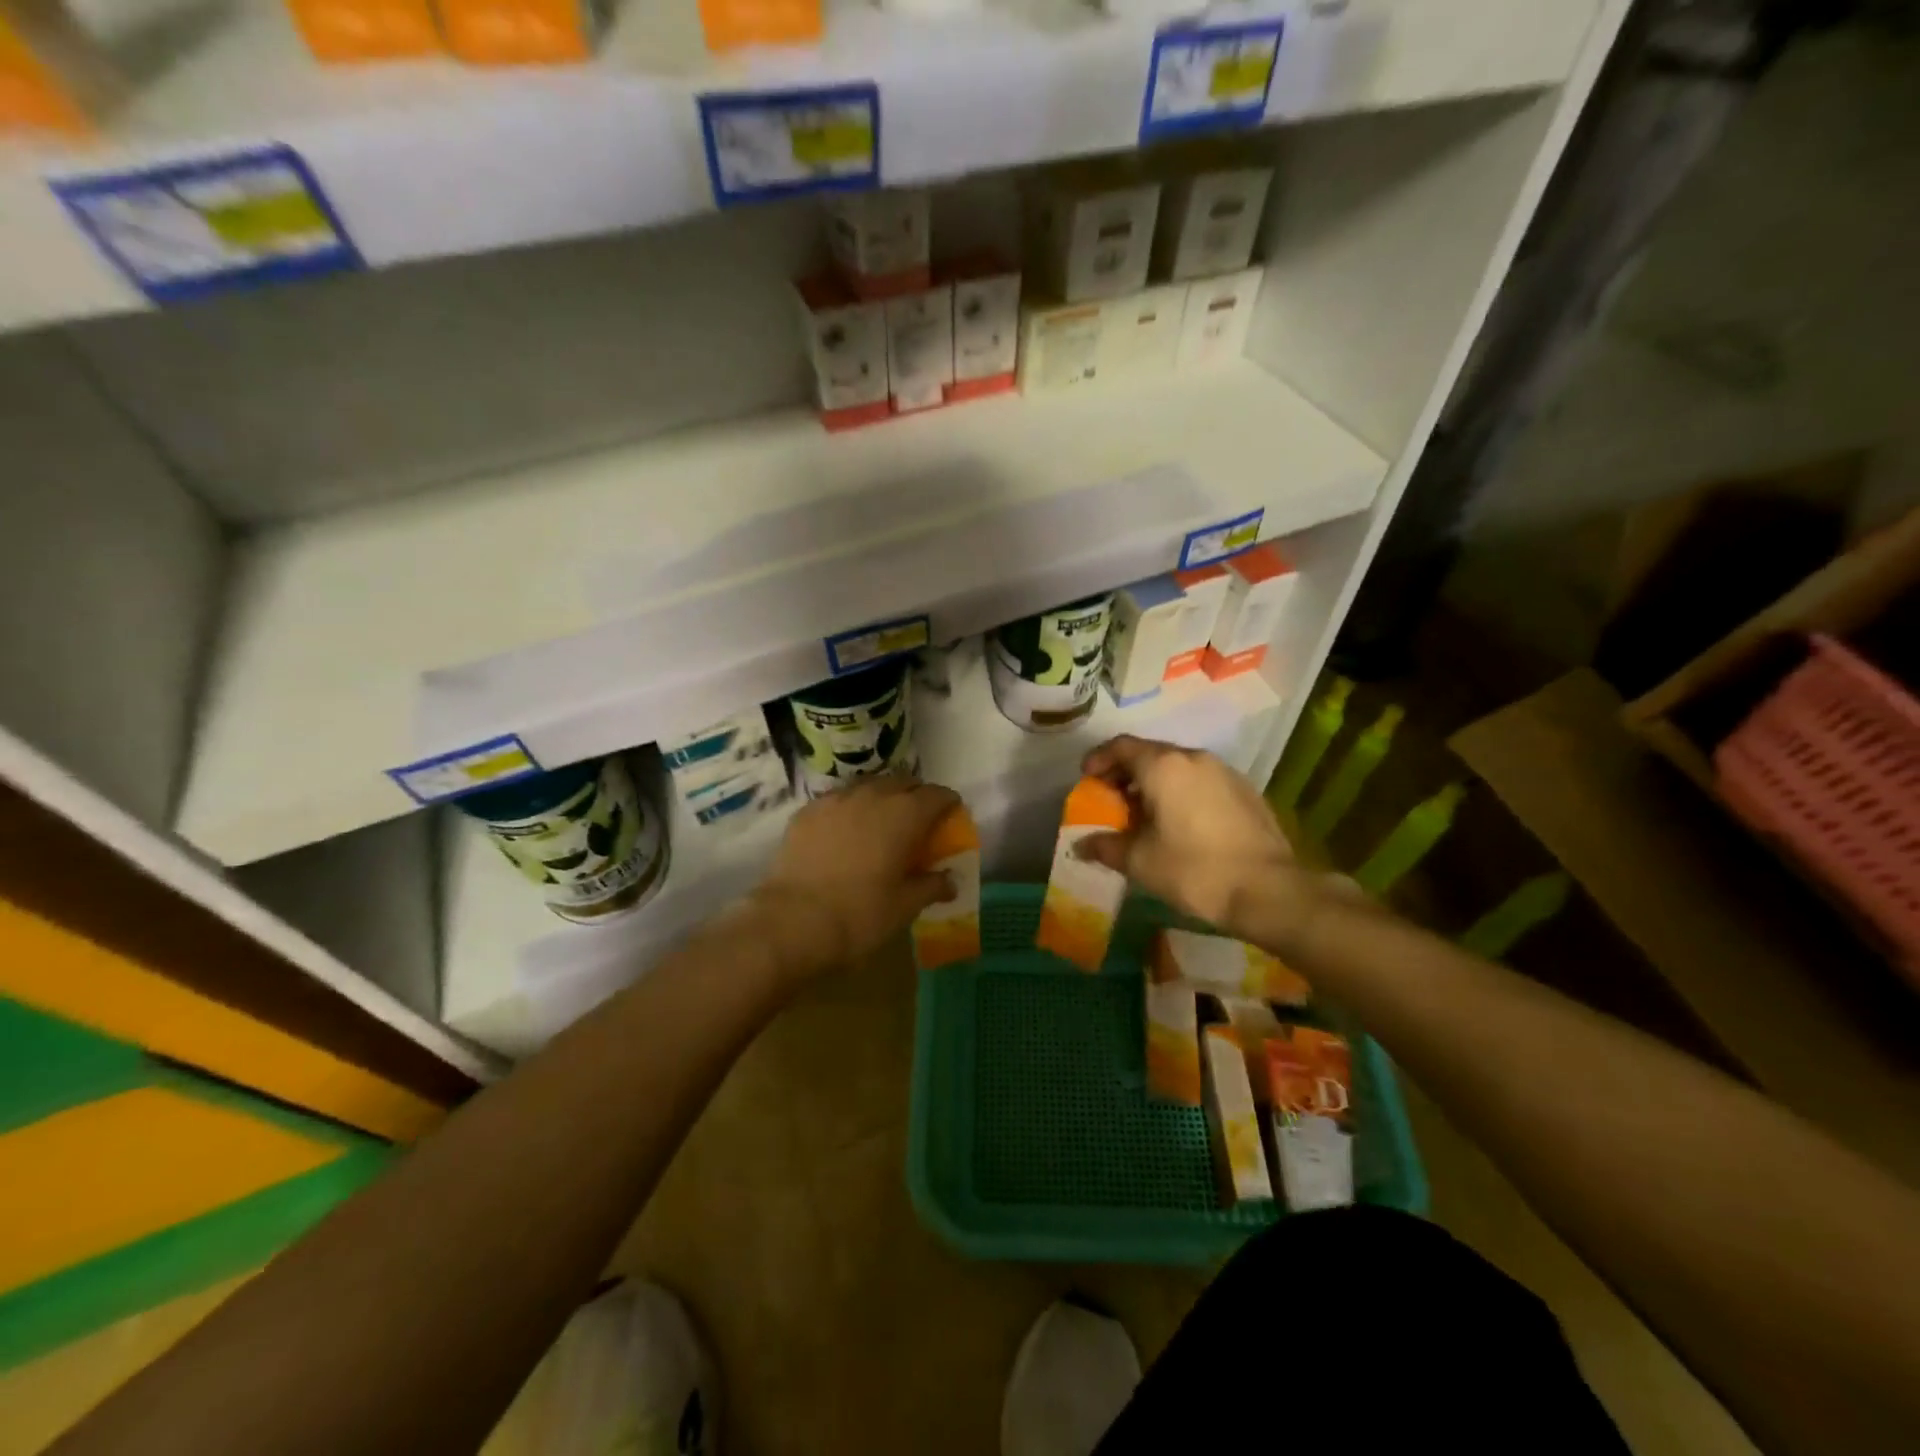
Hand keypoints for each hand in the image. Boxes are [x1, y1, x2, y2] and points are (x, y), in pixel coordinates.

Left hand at [749, 774, 959, 980]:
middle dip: (915, 795)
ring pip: (868, 786)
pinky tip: (845, 831)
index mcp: (904, 815)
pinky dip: (849, 809)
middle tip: (918, 820)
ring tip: (881, 820)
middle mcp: (872, 796)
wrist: (792, 921)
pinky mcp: (807, 811)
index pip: (937, 795)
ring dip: (881, 797)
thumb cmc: (860, 914)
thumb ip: (931, 886)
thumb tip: (950, 880)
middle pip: (903, 782)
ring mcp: (836, 800)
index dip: (948, 803)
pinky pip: (837, 800)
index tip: (951, 816)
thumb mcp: (904, 906)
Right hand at [1078, 736, 1319, 942]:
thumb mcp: (1140, 862)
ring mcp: (1224, 772)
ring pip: (1178, 767)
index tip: (1086, 778)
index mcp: (1163, 766)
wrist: (1269, 890)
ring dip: (1155, 783)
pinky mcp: (1246, 790)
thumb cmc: (1195, 870)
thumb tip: (1081, 845)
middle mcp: (1194, 758)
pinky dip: (1181, 792)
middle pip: (1150, 753)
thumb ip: (1106, 847)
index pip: (1121, 746)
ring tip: (1144, 814)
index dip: (1098, 759)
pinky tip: (1180, 823)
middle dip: (1125, 773)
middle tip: (1111, 800)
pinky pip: (1201, 781)